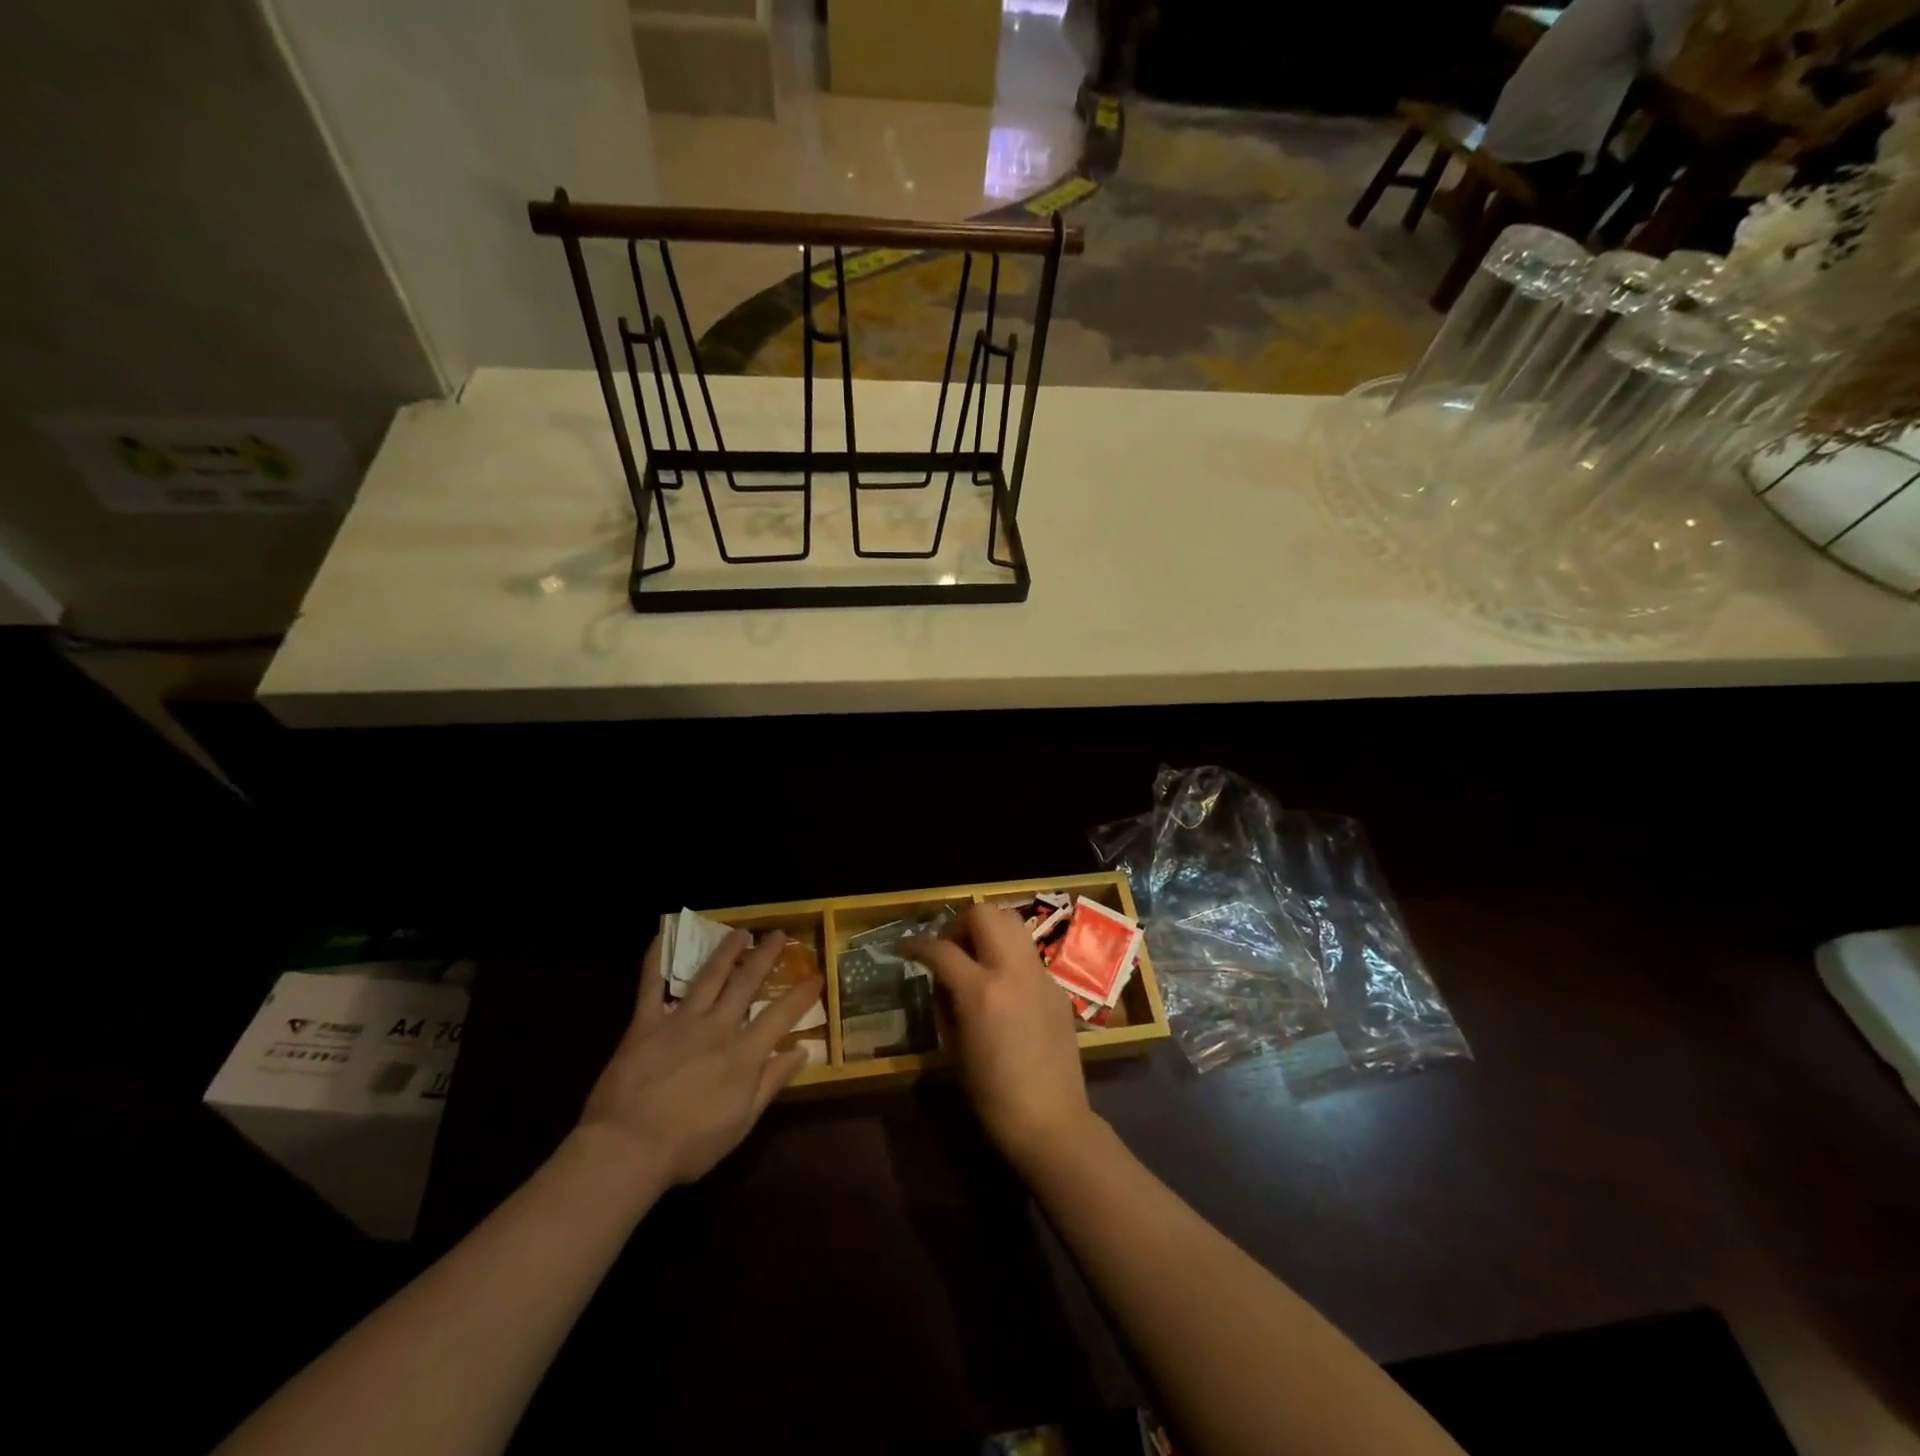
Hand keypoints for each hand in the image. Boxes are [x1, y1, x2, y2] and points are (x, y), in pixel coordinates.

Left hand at [576, 929, 821, 1191]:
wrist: (626, 1149)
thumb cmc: (689, 1145)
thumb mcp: (741, 1123)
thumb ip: (771, 1083)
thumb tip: (802, 1052)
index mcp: (743, 1054)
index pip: (781, 1015)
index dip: (802, 994)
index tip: (817, 974)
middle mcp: (717, 1027)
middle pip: (746, 983)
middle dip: (765, 956)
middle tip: (778, 934)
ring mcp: (680, 1021)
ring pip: (708, 976)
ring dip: (725, 951)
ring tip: (738, 932)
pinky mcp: (645, 1024)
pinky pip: (650, 986)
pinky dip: (655, 961)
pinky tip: (661, 937)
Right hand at [904, 906, 1097, 1170]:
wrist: (1051, 1120)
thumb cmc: (992, 1095)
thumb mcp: (954, 1048)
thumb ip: (945, 1002)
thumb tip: (942, 977)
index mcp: (981, 991)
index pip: (941, 949)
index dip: (916, 945)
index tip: (905, 949)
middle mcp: (1012, 971)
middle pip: (984, 913)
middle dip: (959, 924)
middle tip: (948, 949)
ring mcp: (1039, 974)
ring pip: (1012, 921)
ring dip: (987, 929)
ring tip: (975, 957)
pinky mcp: (1056, 985)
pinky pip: (1027, 952)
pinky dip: (1008, 953)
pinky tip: (1001, 982)